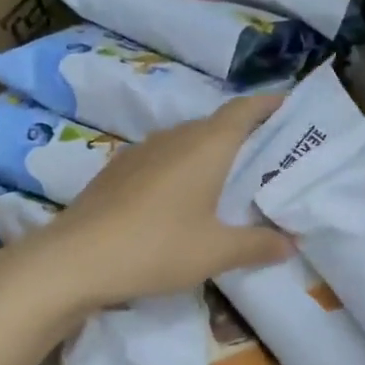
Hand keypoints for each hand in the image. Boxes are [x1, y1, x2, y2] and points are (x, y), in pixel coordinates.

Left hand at [0, 94, 292, 314]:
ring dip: (209, 154)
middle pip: (216, 125)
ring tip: (229, 181)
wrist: (74, 259)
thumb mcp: (216, 252)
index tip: (289, 106)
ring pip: (186, 142)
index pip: (244, 110)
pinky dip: (181, 169)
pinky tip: (181, 200)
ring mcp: (140, 152)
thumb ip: (257, 245)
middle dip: (244, 135)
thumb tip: (289, 243)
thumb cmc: (157, 247)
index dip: (268, 105)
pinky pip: (161, 159)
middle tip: (269, 158)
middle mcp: (174, 138)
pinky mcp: (116, 171)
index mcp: (206, 146)